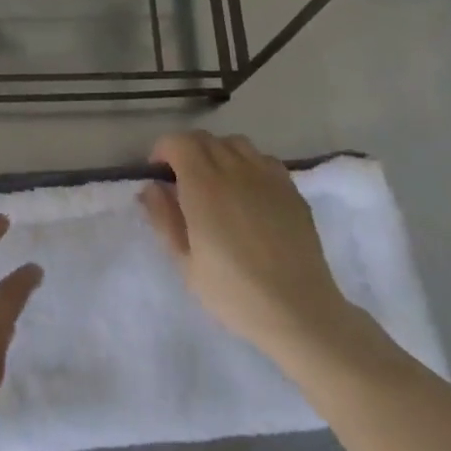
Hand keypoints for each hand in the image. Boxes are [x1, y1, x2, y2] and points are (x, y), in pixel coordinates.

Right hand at [140, 132, 360, 361]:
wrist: (298, 311)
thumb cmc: (232, 291)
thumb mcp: (184, 261)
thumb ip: (163, 217)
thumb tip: (152, 187)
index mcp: (203, 185)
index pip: (178, 142)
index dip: (162, 151)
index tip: (159, 174)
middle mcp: (235, 170)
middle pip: (205, 139)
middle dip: (186, 151)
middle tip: (181, 181)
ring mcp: (268, 177)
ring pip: (236, 143)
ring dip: (217, 153)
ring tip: (215, 182)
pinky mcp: (292, 190)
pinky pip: (263, 160)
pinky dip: (247, 164)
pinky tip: (247, 192)